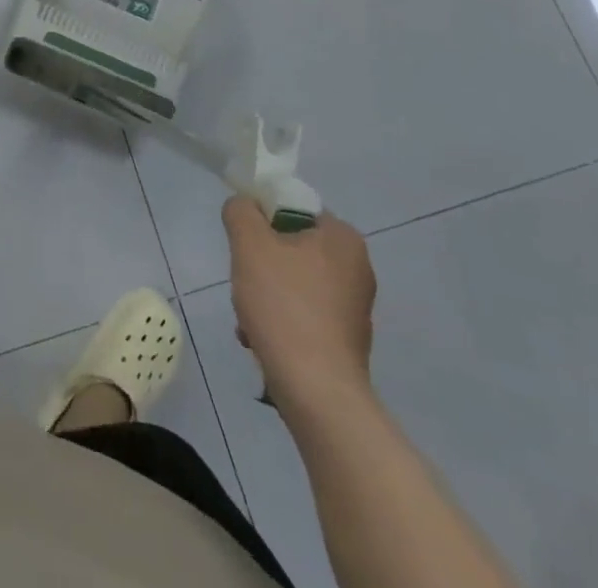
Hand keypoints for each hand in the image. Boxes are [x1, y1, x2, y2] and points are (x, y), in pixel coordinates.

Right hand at [222, 196, 375, 412]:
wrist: (316, 391)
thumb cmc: (284, 305)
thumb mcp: (249, 243)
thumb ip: (240, 211)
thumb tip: (243, 206)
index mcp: (343, 237)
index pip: (291, 208)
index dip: (261, 219)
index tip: (243, 243)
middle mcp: (356, 267)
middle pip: (290, 246)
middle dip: (260, 262)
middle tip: (244, 278)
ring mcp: (354, 306)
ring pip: (292, 281)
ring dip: (264, 292)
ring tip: (247, 316)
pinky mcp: (345, 339)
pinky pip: (302, 312)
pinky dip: (279, 318)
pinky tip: (260, 337)